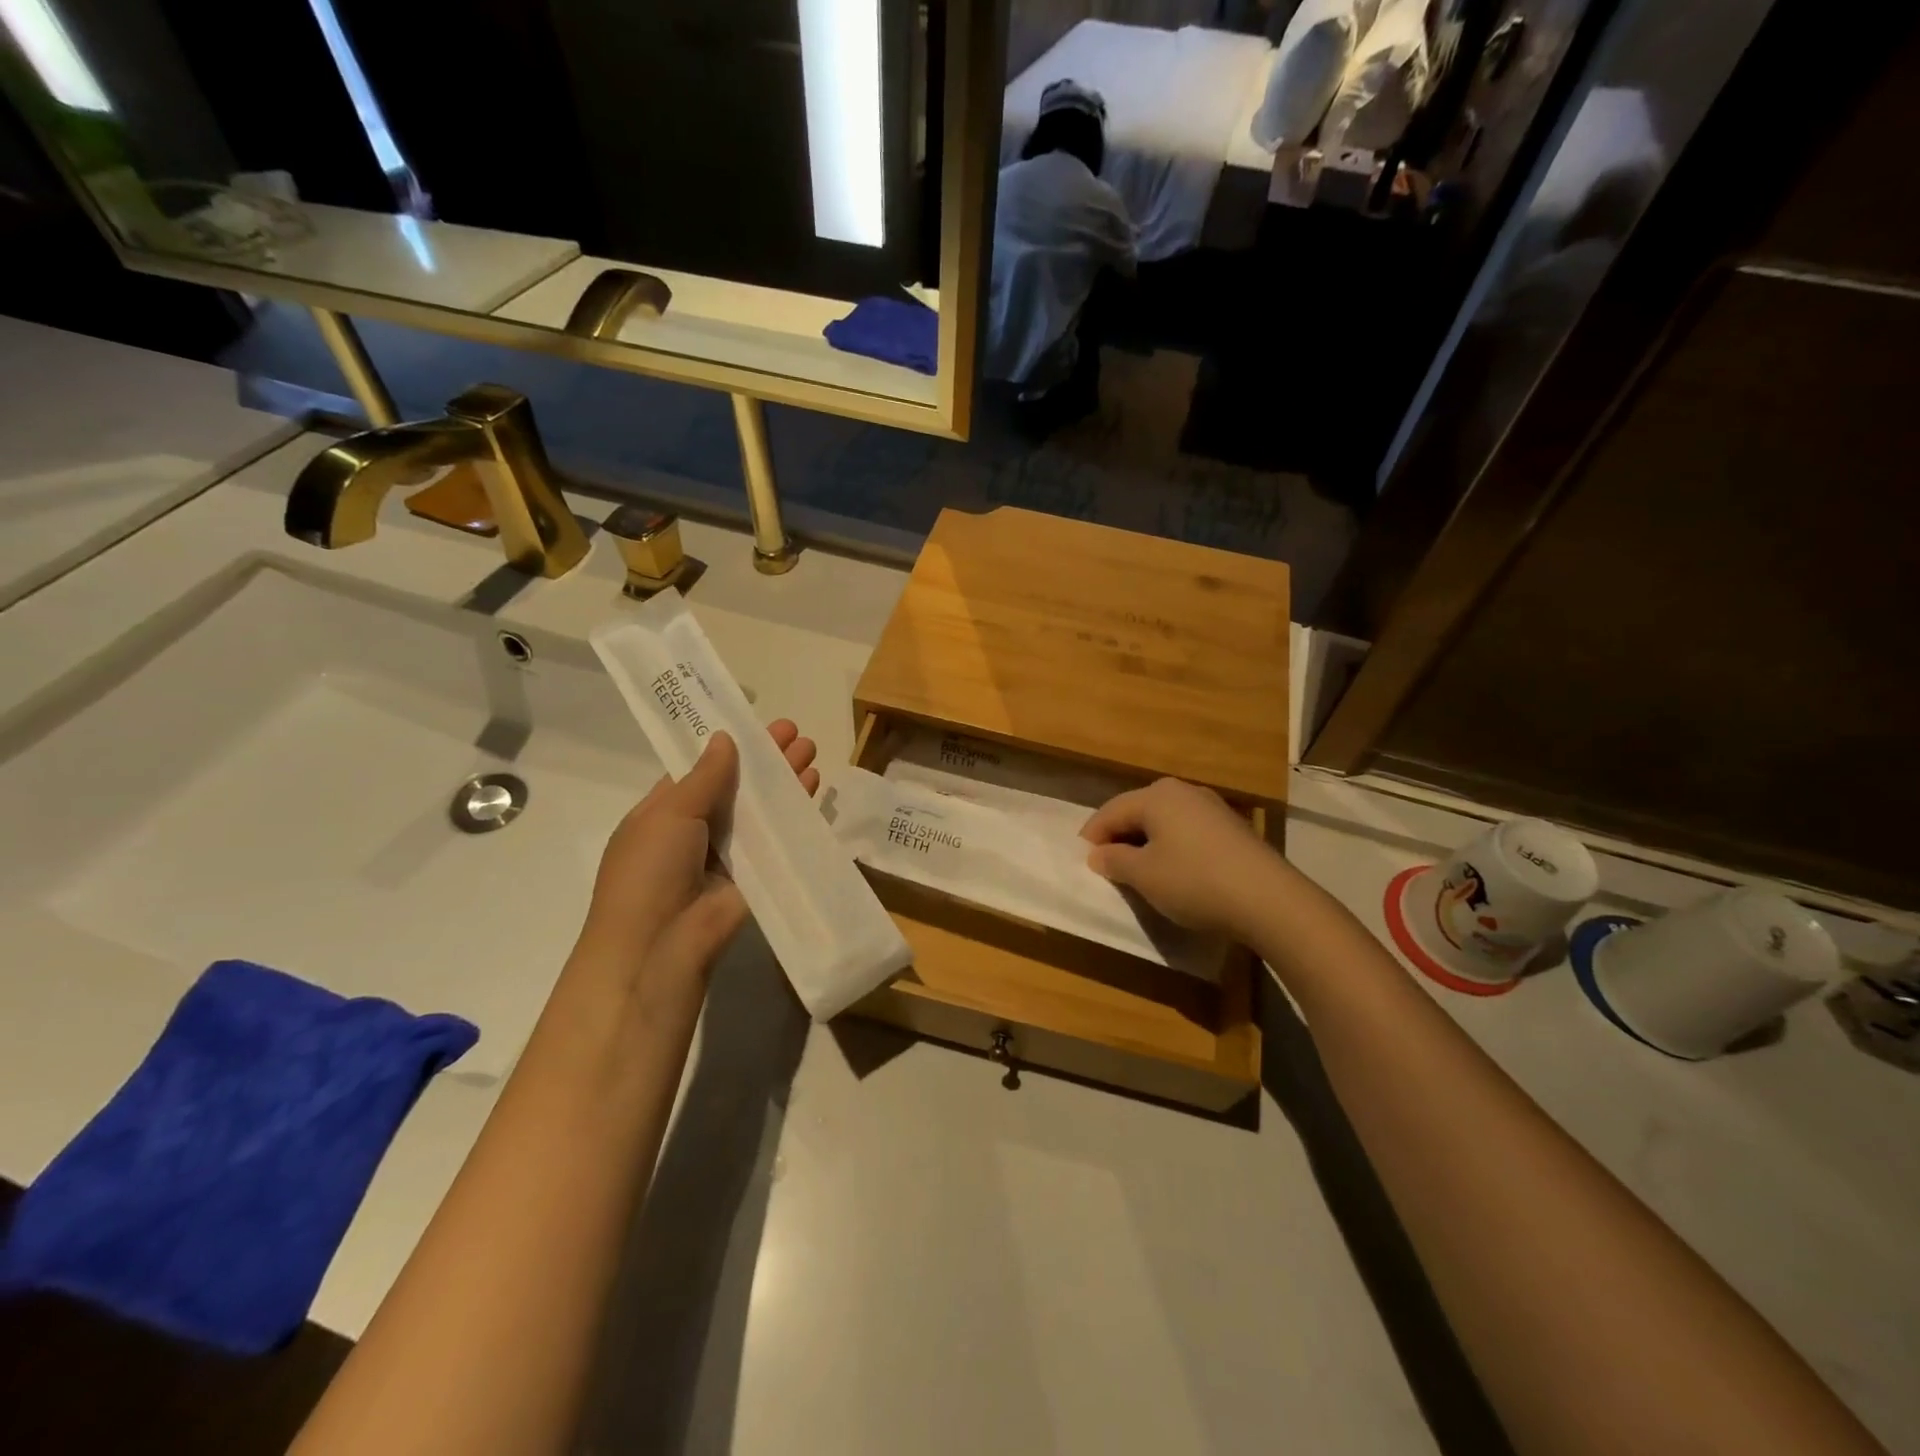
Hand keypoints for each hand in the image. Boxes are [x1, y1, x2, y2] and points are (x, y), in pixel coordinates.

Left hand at [575, 720, 817, 984]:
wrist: (661, 945)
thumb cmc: (650, 870)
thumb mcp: (669, 812)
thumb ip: (704, 776)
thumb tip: (724, 738)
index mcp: (665, 811)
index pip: (700, 770)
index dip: (728, 746)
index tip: (755, 723)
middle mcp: (698, 829)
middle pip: (737, 786)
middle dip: (764, 758)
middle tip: (793, 731)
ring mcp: (729, 853)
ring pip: (761, 809)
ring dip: (785, 780)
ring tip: (810, 750)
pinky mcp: (757, 875)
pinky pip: (779, 838)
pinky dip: (796, 812)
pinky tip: (815, 787)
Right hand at [1081, 777, 1289, 939]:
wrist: (1269, 899)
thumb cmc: (1194, 881)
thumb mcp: (1144, 875)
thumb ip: (1115, 861)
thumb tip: (1099, 854)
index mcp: (1156, 796)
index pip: (1110, 811)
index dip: (1092, 836)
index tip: (1083, 862)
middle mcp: (1183, 791)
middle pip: (1138, 810)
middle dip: (1119, 836)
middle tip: (1107, 865)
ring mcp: (1212, 807)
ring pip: (1164, 821)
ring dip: (1146, 842)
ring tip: (1138, 870)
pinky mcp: (1232, 828)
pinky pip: (1187, 831)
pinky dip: (1172, 847)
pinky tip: (1174, 871)